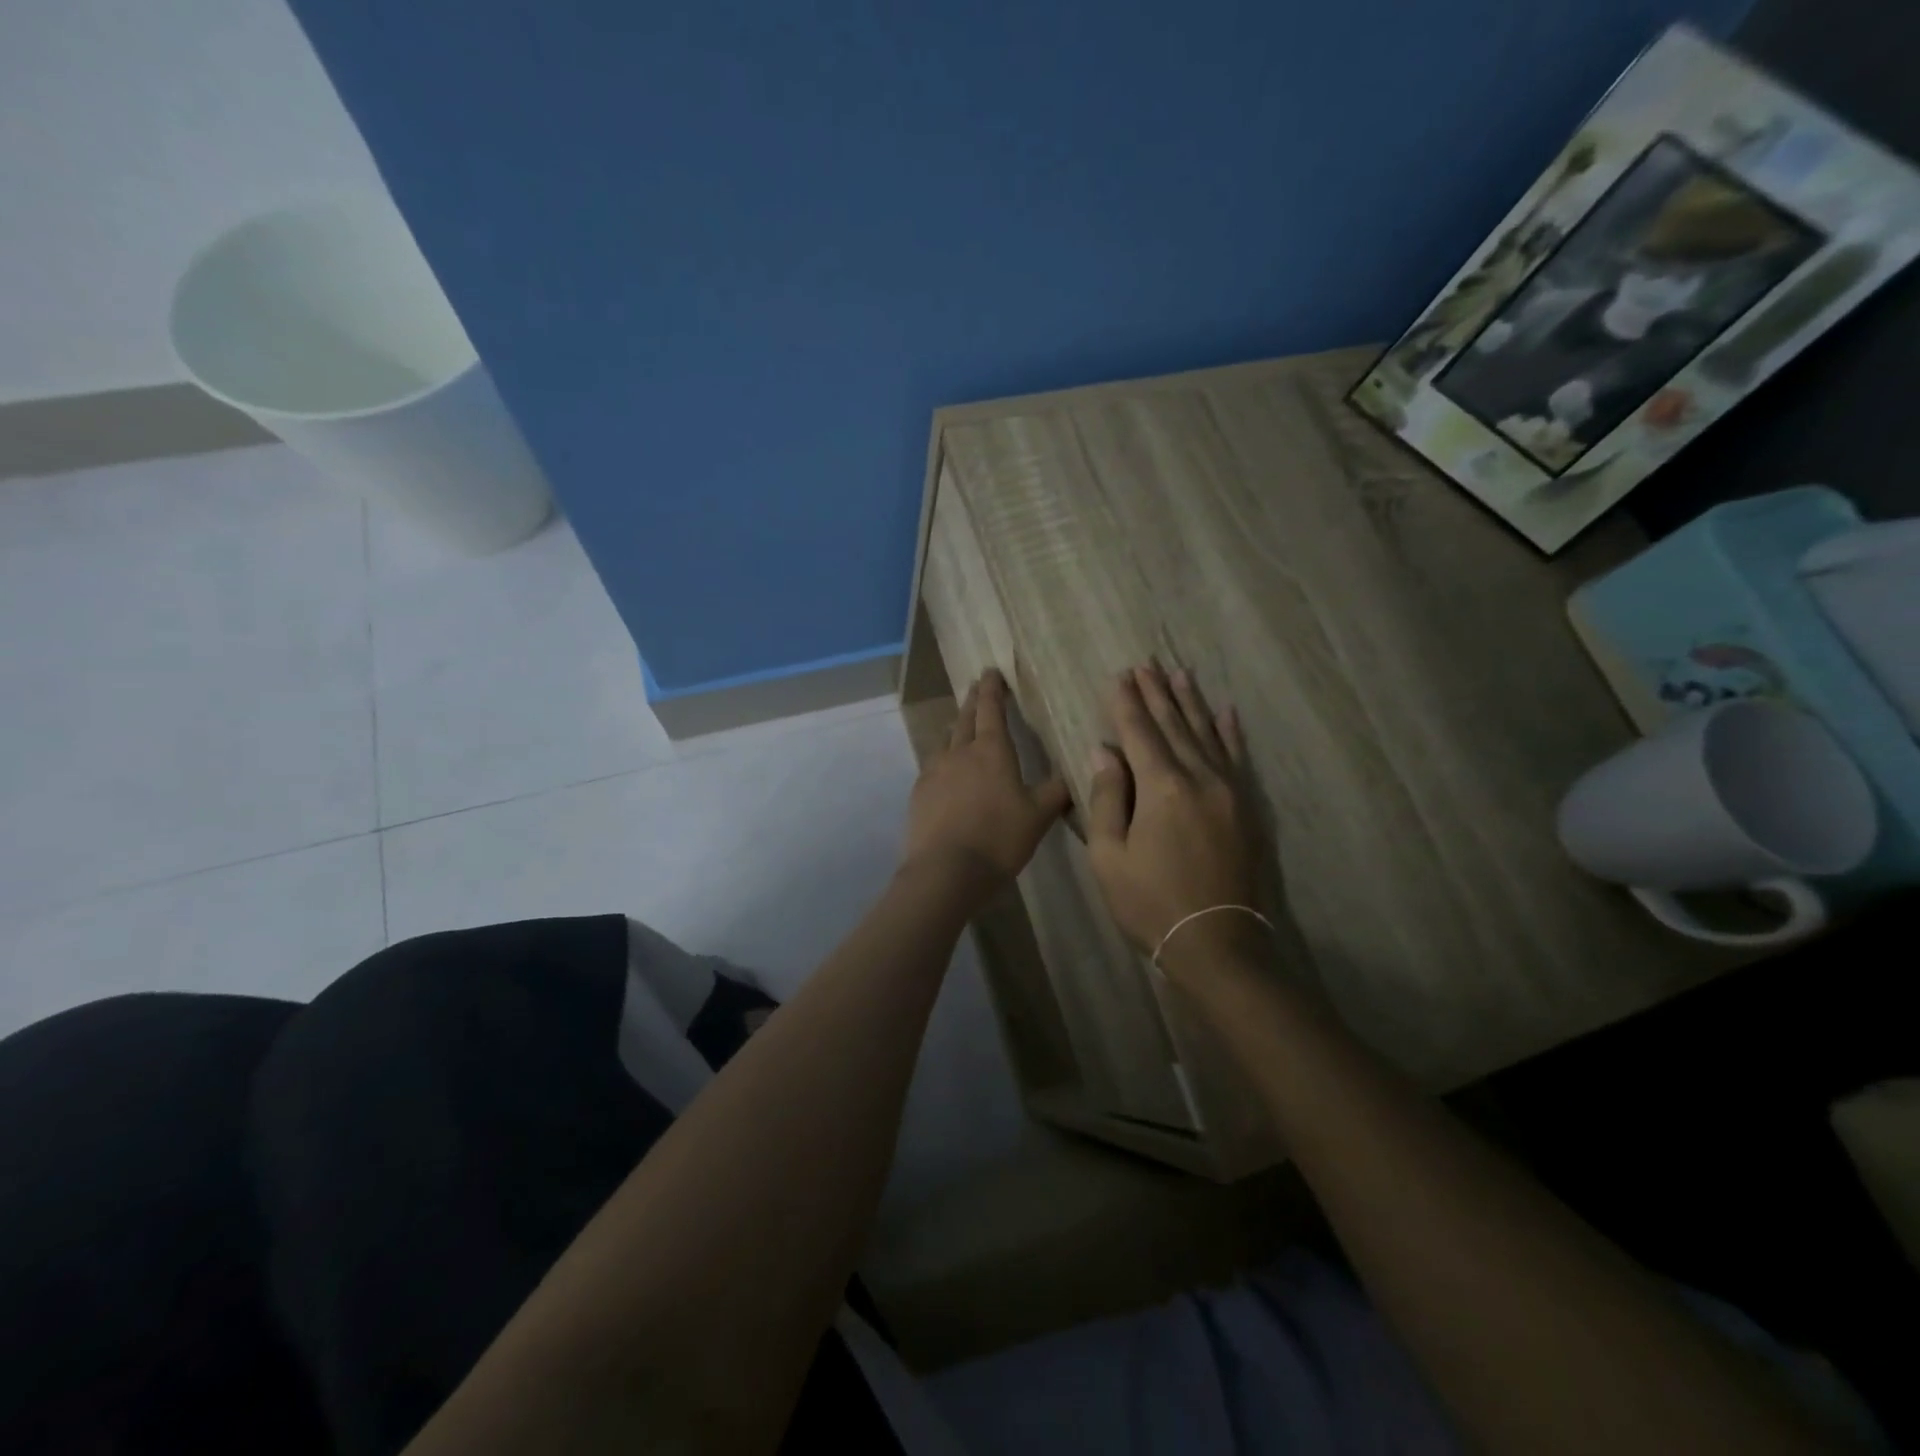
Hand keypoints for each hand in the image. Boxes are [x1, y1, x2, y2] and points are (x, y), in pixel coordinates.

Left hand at [902, 670, 1070, 892]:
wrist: (946, 871)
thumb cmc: (999, 838)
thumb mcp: (1038, 817)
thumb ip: (1055, 793)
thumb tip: (1072, 775)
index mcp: (991, 751)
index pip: (992, 710)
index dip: (993, 690)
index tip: (991, 671)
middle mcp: (959, 753)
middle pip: (965, 719)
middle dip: (973, 701)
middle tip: (976, 687)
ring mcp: (934, 772)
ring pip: (945, 741)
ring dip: (955, 729)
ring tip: (960, 725)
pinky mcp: (919, 794)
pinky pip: (932, 766)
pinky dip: (943, 759)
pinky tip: (946, 771)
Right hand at [1086, 665, 1264, 967]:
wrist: (1216, 943)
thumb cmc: (1150, 903)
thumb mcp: (1109, 856)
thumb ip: (1107, 798)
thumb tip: (1104, 750)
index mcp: (1162, 788)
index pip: (1139, 734)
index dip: (1127, 704)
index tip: (1120, 676)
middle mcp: (1200, 779)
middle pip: (1175, 726)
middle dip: (1157, 694)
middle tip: (1146, 663)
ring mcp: (1229, 792)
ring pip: (1207, 734)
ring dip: (1191, 703)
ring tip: (1179, 674)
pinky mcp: (1247, 808)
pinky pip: (1237, 758)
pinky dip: (1230, 733)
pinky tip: (1226, 712)